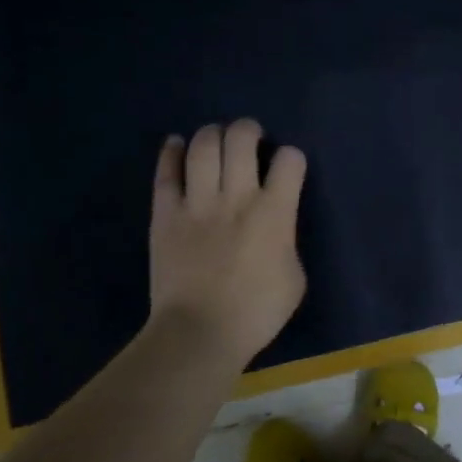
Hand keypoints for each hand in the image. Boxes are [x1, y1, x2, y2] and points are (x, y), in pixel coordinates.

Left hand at [149, 121, 307, 366]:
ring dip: (213, 134)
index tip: (289, 167)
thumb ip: (287, 242)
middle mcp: (237, 197)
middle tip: (250, 136)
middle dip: (249, 130)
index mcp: (275, 213)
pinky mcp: (166, 214)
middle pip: (241, 140)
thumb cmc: (257, 312)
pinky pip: (166, 173)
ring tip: (217, 137)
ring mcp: (197, 203)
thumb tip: (276, 228)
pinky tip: (176, 144)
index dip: (292, 158)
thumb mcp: (295, 278)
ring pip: (204, 148)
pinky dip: (171, 153)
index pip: (290, 161)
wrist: (200, 332)